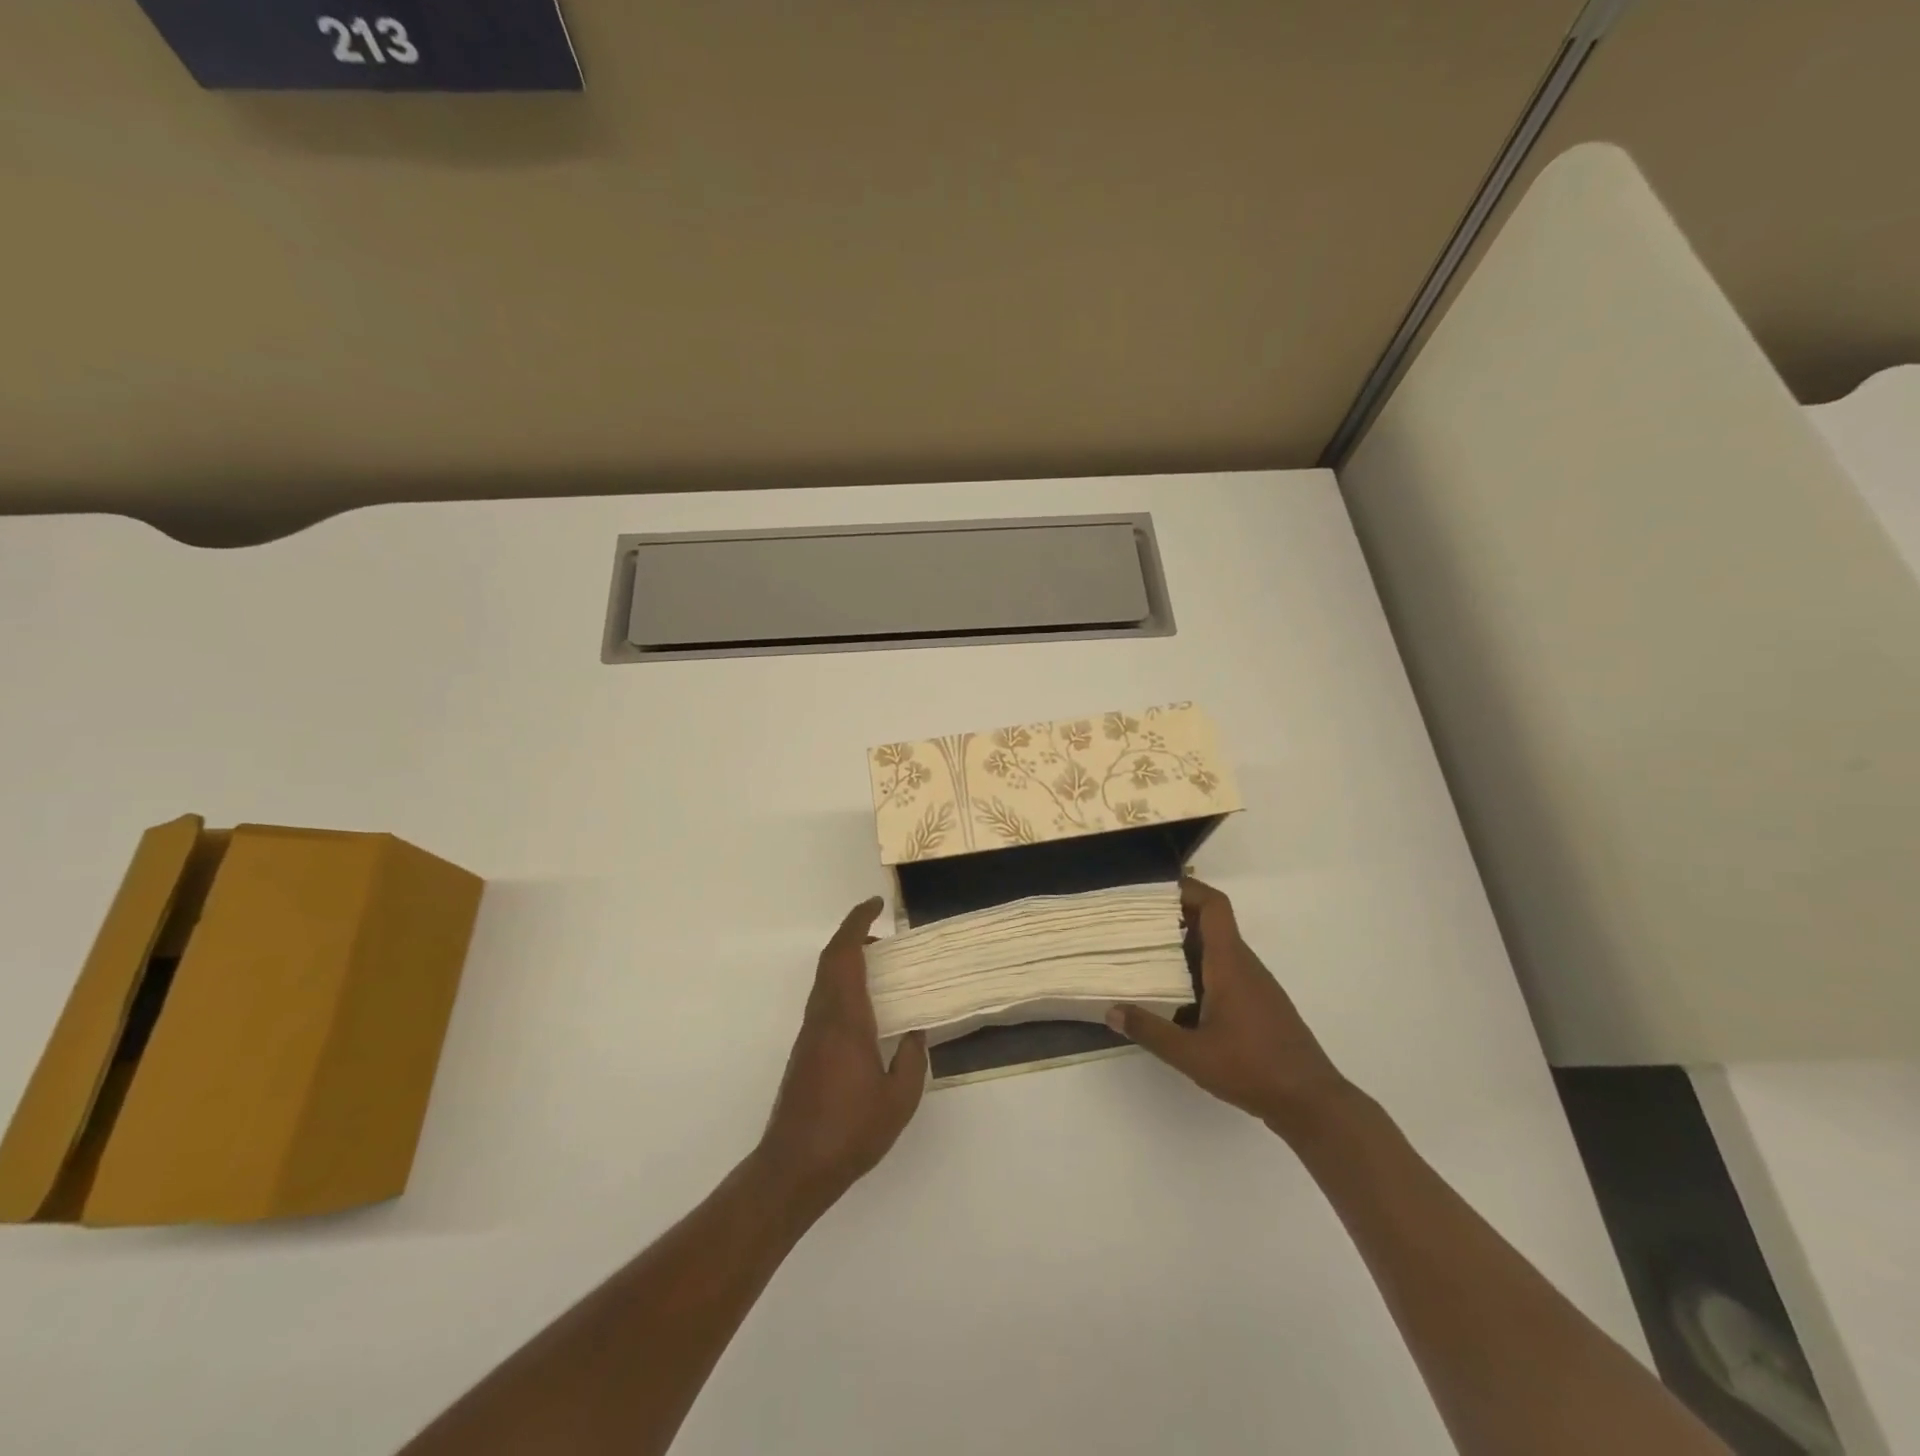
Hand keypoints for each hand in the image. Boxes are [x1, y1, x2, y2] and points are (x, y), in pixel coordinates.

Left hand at [757, 897, 928, 1216]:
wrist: (795, 1167)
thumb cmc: (850, 1131)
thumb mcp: (899, 1099)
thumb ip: (911, 1058)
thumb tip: (913, 1032)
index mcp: (845, 1019)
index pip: (845, 955)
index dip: (857, 922)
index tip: (877, 904)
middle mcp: (823, 1017)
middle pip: (831, 960)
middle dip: (853, 935)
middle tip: (883, 932)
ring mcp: (810, 1034)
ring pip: (825, 979)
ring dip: (848, 960)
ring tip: (881, 965)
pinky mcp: (806, 1051)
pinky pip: (825, 1000)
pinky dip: (844, 984)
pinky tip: (866, 1006)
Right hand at [1109, 877, 1350, 1139]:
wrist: (1312, 1102)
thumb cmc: (1253, 1069)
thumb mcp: (1192, 1055)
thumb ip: (1150, 1030)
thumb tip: (1111, 1011)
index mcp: (1230, 964)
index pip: (1214, 906)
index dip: (1187, 889)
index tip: (1153, 892)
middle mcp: (1244, 965)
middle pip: (1210, 924)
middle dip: (1173, 919)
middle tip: (1135, 925)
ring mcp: (1254, 985)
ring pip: (1216, 950)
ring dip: (1183, 947)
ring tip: (1146, 958)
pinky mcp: (1258, 1004)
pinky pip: (1223, 972)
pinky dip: (1197, 972)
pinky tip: (1175, 998)